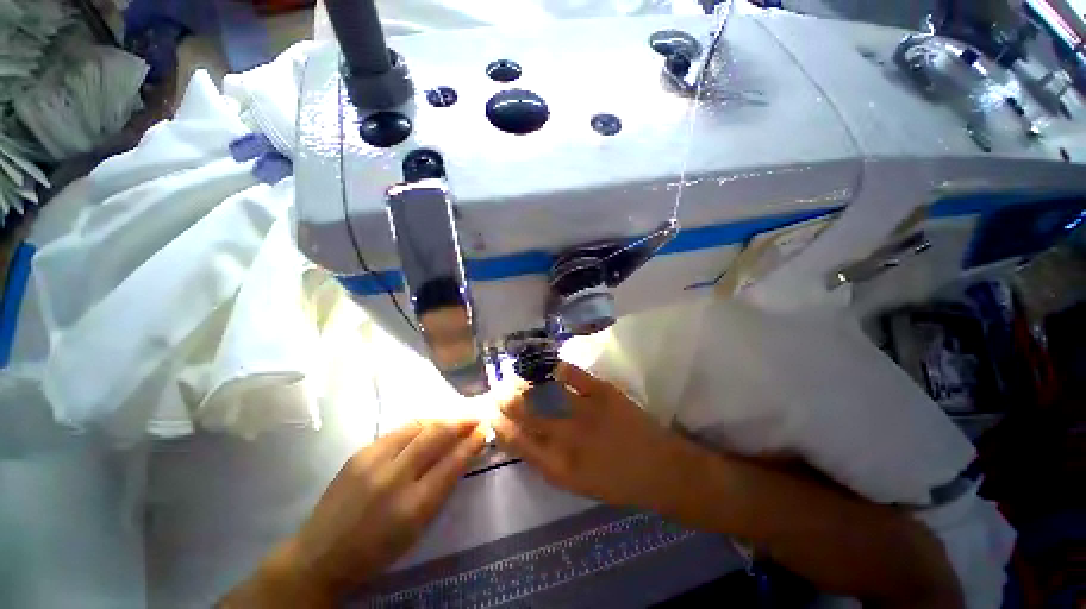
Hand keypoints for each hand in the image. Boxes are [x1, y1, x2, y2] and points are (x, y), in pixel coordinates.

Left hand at [223, 419, 486, 606]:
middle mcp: (393, 478)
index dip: (471, 443)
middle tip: (475, 418)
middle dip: (460, 423)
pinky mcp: (360, 452)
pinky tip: (427, 428)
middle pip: (435, 436)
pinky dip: (420, 426)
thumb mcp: (417, 527)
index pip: (451, 463)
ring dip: (441, 420)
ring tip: (454, 420)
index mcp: (412, 506)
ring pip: (417, 426)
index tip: (484, 430)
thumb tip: (463, 454)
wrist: (320, 554)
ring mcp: (373, 461)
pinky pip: (399, 431)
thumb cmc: (376, 549)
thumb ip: (441, 487)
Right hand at [493, 362, 699, 513]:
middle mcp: (568, 438)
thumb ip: (546, 461)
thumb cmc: (616, 482)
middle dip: (506, 401)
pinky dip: (555, 368)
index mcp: (559, 468)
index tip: (490, 415)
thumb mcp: (575, 483)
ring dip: (524, 384)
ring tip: (512, 378)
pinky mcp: (603, 392)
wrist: (660, 468)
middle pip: (527, 414)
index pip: (518, 443)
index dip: (500, 426)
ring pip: (545, 392)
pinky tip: (544, 366)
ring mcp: (586, 411)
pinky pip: (572, 375)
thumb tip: (521, 437)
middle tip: (497, 392)